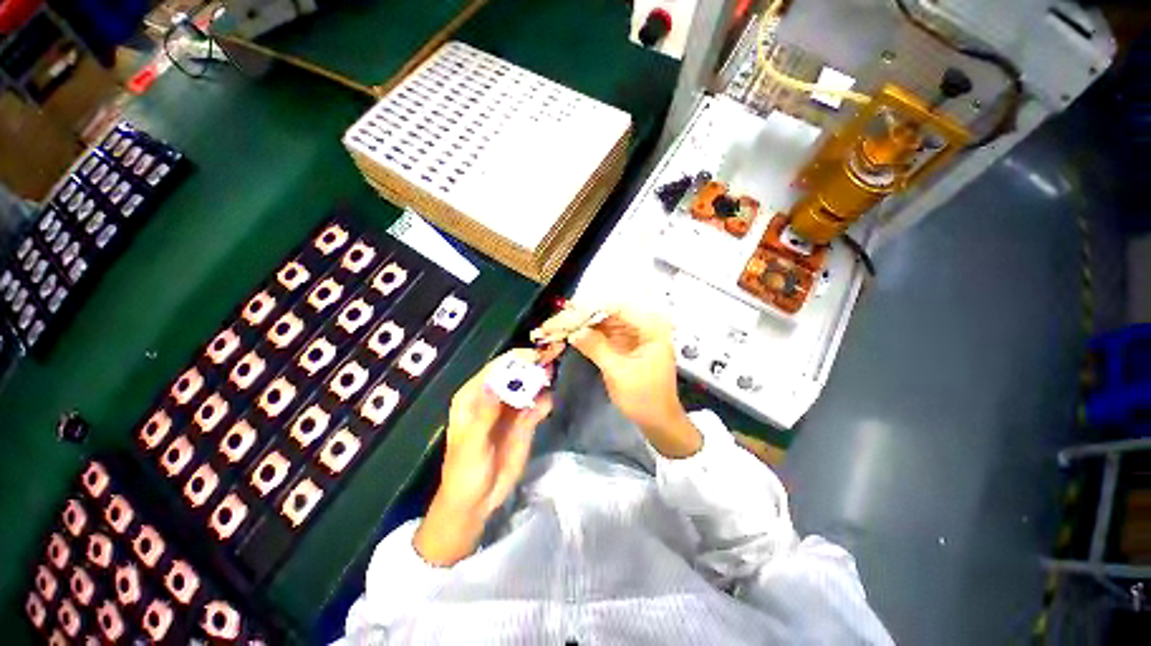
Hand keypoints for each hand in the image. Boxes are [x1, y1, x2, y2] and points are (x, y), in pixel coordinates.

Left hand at [414, 349, 553, 565]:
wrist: (477, 501)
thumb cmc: (465, 471)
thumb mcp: (472, 443)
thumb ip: (484, 414)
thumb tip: (495, 384)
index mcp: (474, 395)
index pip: (496, 369)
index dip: (515, 359)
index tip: (535, 355)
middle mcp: (494, 396)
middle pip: (516, 374)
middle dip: (533, 366)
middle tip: (552, 359)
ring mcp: (511, 408)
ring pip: (529, 387)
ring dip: (542, 380)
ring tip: (553, 377)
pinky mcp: (525, 422)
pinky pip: (538, 405)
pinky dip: (545, 401)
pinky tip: (549, 404)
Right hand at [536, 306, 701, 458]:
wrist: (657, 420)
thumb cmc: (644, 397)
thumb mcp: (619, 372)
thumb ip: (596, 347)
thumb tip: (572, 331)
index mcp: (650, 327)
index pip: (615, 308)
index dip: (588, 309)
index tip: (564, 315)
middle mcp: (642, 324)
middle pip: (606, 312)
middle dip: (578, 317)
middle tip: (552, 323)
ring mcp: (632, 333)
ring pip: (600, 322)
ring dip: (578, 324)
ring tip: (553, 327)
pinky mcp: (623, 343)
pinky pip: (601, 333)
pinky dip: (584, 334)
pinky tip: (566, 334)